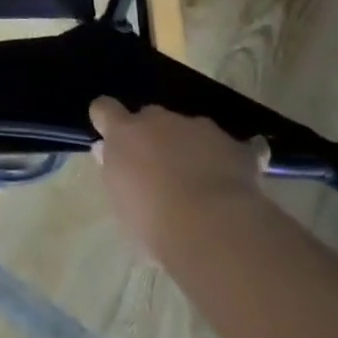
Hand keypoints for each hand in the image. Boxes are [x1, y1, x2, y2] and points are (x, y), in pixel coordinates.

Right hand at [88, 97, 265, 258]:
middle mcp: (158, 120)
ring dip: (188, 146)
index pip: (104, 108)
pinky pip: (227, 146)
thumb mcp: (122, 202)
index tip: (112, 138)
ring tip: (200, 182)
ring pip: (188, 129)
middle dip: (152, 135)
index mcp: (124, 133)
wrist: (214, 229)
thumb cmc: (155, 222)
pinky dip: (225, 159)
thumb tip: (107, 151)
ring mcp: (198, 128)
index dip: (107, 120)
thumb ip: (115, 170)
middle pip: (150, 116)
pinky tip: (232, 183)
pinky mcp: (234, 144)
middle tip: (159, 168)